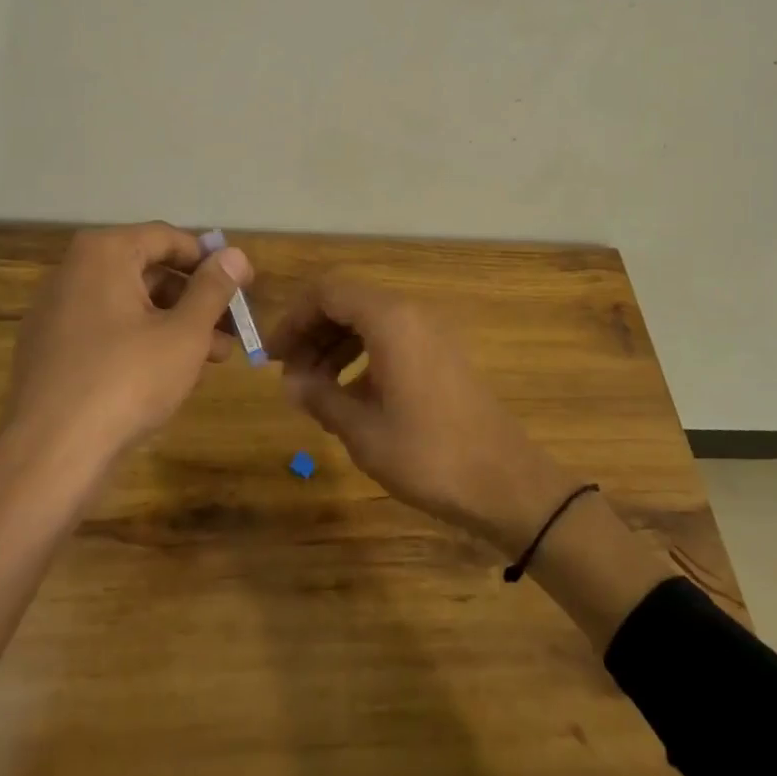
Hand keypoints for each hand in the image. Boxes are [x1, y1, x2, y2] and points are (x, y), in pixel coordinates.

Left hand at [0, 223, 253, 472]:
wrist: (50, 456)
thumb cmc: (127, 381)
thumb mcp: (184, 333)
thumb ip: (212, 289)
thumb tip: (234, 253)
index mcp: (104, 254)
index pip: (168, 238)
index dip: (211, 260)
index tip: (245, 284)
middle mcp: (74, 272)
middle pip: (148, 270)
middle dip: (196, 297)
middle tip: (233, 327)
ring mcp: (56, 312)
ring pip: (130, 304)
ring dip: (175, 323)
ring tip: (214, 357)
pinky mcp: (50, 349)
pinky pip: (106, 329)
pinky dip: (142, 340)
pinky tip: (170, 373)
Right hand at [269, 275, 581, 554]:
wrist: (505, 482)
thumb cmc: (428, 455)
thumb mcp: (362, 430)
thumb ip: (320, 396)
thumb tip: (289, 382)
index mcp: (390, 320)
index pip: (327, 292)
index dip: (293, 318)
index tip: (271, 355)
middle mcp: (412, 314)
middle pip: (348, 302)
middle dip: (312, 332)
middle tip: (288, 373)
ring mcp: (432, 332)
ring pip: (369, 320)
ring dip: (335, 345)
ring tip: (313, 386)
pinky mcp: (443, 353)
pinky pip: (392, 337)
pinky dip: (363, 355)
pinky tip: (350, 394)